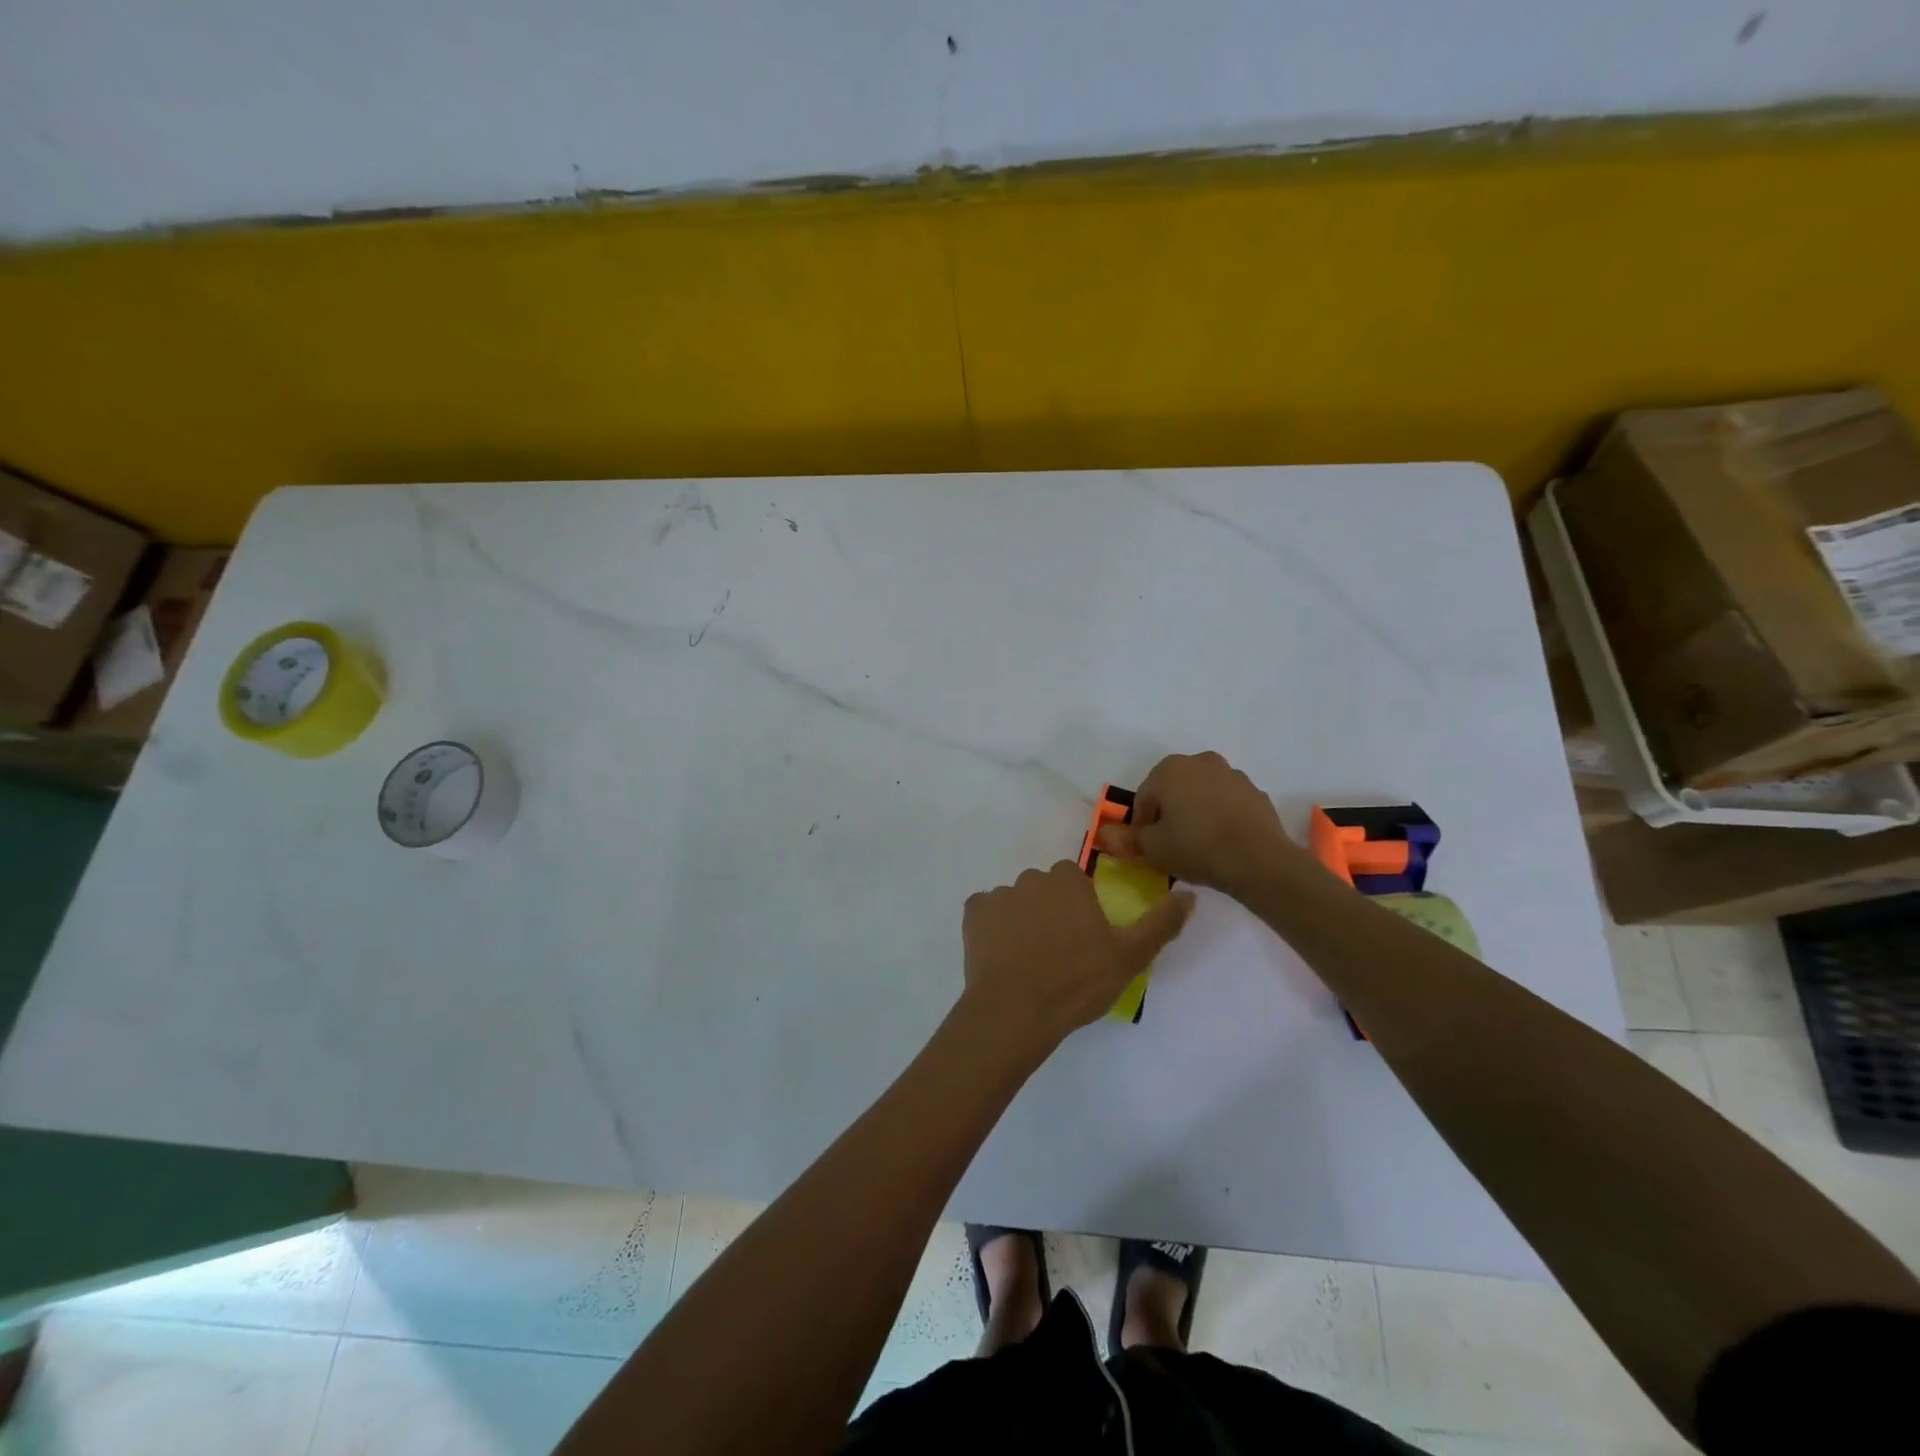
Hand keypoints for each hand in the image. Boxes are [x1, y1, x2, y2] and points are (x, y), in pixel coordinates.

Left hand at [962, 861, 1193, 1054]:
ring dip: (1022, 919)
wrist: (1016, 1011)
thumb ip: (1161, 922)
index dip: (1079, 904)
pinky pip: (985, 913)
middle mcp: (1032, 878)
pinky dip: (992, 928)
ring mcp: (999, 895)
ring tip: (1029, 960)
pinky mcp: (972, 914)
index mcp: (1068, 881)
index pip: (1074, 878)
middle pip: (1044, 888)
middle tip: (1059, 951)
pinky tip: (1002, 956)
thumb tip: (1188, 893)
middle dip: (1050, 909)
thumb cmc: (1077, 982)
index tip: (1083, 935)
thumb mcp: (1130, 956)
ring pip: (1015, 901)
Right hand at [1096, 751, 1298, 896]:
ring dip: (1195, 813)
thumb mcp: (1154, 848)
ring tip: (1198, 845)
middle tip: (1170, 844)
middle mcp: (1201, 762)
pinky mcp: (1255, 792)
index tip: (1147, 847)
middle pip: (1174, 790)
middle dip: (1169, 813)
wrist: (1258, 860)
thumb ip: (1128, 838)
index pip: (1144, 797)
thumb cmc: (1196, 847)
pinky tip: (1222, 843)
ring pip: (1202, 794)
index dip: (1142, 824)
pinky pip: (1227, 804)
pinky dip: (1220, 817)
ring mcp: (1232, 775)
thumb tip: (1105, 835)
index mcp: (1170, 769)